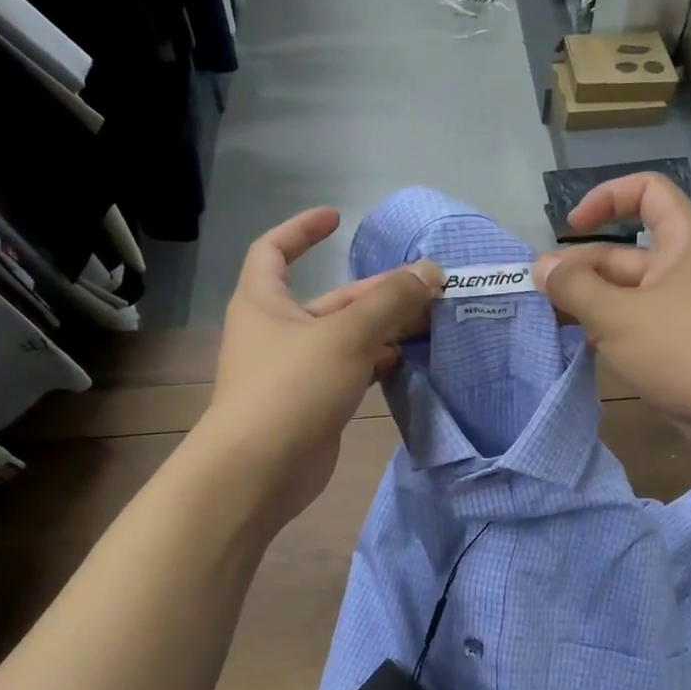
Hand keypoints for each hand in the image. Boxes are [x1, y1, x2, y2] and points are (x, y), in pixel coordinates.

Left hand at [202, 208, 440, 524]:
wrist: (260, 471)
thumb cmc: (292, 388)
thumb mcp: (345, 335)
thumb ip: (390, 301)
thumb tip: (431, 271)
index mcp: (264, 302)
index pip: (273, 249)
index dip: (302, 230)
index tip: (337, 218)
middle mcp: (276, 331)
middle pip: (330, 299)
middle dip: (375, 291)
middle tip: (425, 286)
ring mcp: (294, 371)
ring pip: (344, 337)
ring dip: (382, 328)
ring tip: (426, 321)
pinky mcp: (312, 403)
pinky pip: (348, 370)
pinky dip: (374, 362)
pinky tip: (404, 360)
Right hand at [533, 173, 690, 441]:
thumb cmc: (685, 347)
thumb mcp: (619, 314)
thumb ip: (575, 288)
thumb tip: (542, 268)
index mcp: (683, 239)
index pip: (646, 192)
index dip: (606, 199)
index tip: (571, 228)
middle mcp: (684, 265)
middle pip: (624, 251)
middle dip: (581, 266)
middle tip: (538, 290)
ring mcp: (682, 306)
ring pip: (625, 291)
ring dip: (588, 300)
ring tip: (548, 317)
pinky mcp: (678, 342)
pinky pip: (635, 322)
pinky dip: (607, 327)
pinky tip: (577, 343)